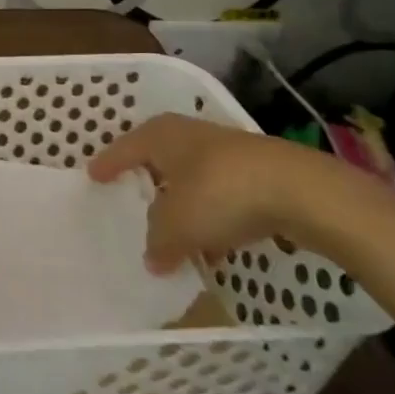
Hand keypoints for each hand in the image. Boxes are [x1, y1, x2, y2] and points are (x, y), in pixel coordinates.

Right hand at [87, 114, 346, 271]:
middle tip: (133, 194)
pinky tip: (216, 244)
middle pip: (161, 157)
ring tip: (175, 231)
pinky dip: (214, 215)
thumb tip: (152, 258)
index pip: (125, 147)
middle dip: (149, 178)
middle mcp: (191, 135)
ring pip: (194, 177)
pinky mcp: (260, 173)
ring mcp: (228, 152)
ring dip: (184, 202)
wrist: (301, 191)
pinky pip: (223, 194)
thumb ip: (159, 241)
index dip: (109, 163)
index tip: (93, 175)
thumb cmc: (220, 194)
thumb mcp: (176, 224)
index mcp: (161, 135)